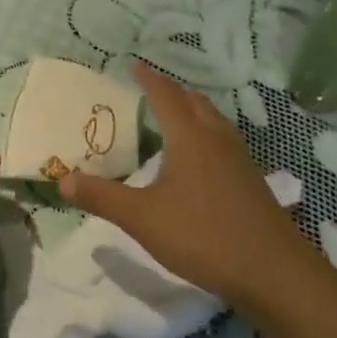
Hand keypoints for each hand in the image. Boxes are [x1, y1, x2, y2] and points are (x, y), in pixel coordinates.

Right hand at [57, 62, 319, 311]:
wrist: (273, 272)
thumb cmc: (204, 236)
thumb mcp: (143, 218)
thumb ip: (102, 197)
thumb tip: (63, 179)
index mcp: (190, 137)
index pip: (165, 95)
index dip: (148, 78)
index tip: (133, 64)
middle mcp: (217, 139)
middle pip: (195, 101)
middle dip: (171, 91)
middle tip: (150, 89)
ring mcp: (240, 159)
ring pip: (214, 120)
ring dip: (192, 110)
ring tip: (173, 116)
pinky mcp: (251, 180)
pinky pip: (224, 141)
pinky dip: (206, 134)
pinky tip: (199, 159)